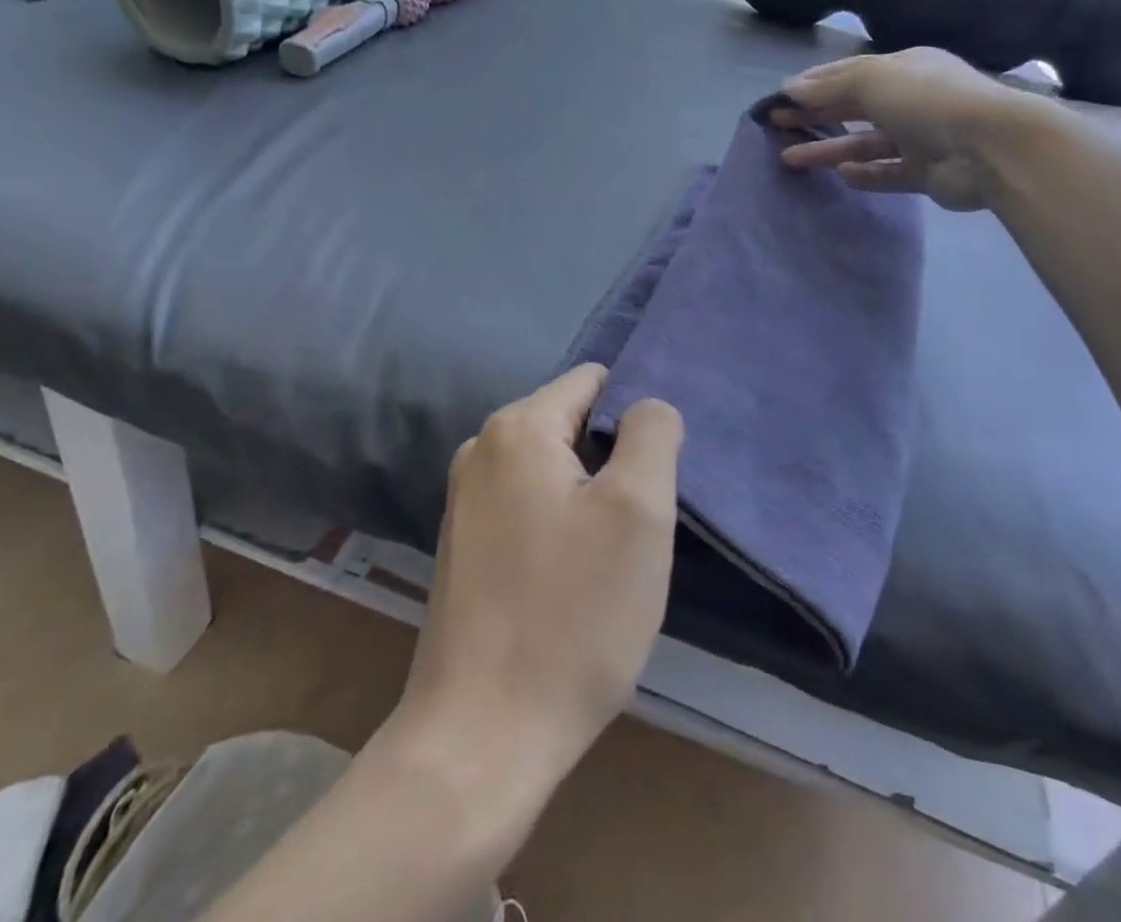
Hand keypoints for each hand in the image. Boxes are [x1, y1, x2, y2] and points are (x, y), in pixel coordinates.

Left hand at [399, 365, 682, 795]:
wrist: (481, 739)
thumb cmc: (571, 616)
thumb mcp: (639, 512)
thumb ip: (651, 434)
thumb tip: (645, 404)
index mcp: (517, 428)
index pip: (593, 381)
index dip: (634, 416)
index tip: (657, 471)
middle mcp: (480, 449)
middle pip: (571, 423)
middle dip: (612, 460)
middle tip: (639, 522)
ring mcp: (464, 498)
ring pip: (552, 468)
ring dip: (588, 497)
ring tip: (610, 555)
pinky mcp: (463, 545)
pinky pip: (527, 506)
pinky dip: (558, 524)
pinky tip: (571, 578)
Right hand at [773, 47, 1052, 209]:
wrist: (991, 147)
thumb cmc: (928, 100)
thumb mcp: (873, 80)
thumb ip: (830, 86)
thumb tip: (790, 88)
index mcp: (905, 68)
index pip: (850, 73)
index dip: (814, 84)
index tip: (780, 97)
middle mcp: (912, 100)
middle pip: (854, 108)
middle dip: (814, 114)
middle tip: (776, 124)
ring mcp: (922, 138)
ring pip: (865, 144)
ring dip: (829, 150)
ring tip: (790, 159)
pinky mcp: (928, 173)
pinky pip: (889, 173)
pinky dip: (866, 174)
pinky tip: (843, 176)